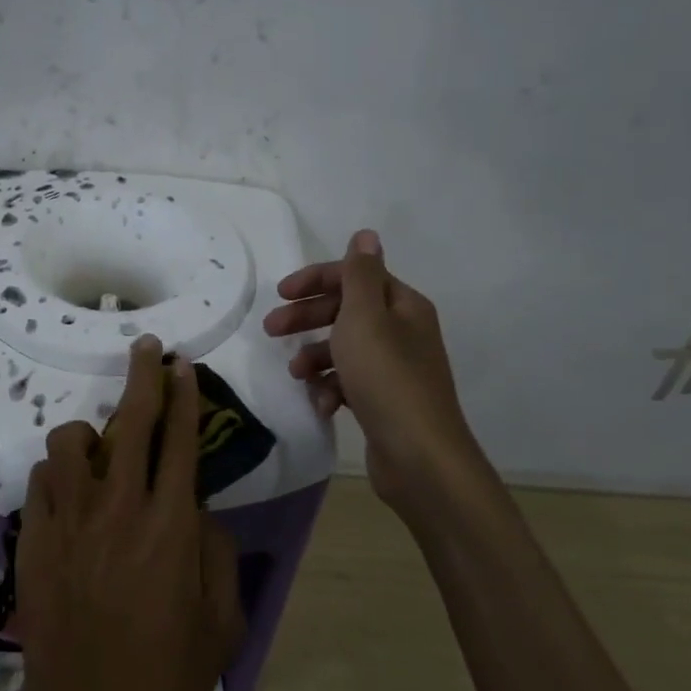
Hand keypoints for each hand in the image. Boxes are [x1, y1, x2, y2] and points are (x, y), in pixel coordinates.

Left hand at [9, 335, 245, 690]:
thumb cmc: (167, 676)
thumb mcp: (223, 620)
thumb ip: (218, 552)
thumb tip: (199, 509)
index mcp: (171, 526)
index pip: (181, 441)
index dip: (184, 396)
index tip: (182, 365)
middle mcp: (119, 510)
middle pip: (131, 423)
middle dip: (141, 377)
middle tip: (146, 350)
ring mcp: (70, 522)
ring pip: (70, 443)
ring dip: (89, 433)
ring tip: (100, 448)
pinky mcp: (34, 540)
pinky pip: (41, 481)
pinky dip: (57, 474)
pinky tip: (70, 494)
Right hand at [263, 229, 485, 518]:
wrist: (419, 456)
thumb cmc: (386, 378)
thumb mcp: (365, 318)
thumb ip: (360, 275)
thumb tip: (366, 234)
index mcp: (402, 306)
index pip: (355, 276)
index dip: (316, 280)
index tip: (280, 294)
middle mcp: (402, 331)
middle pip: (346, 311)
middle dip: (308, 318)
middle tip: (271, 330)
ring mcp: (394, 368)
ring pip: (344, 349)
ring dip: (315, 356)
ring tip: (296, 374)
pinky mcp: (384, 400)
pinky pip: (349, 382)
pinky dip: (331, 387)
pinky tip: (321, 404)